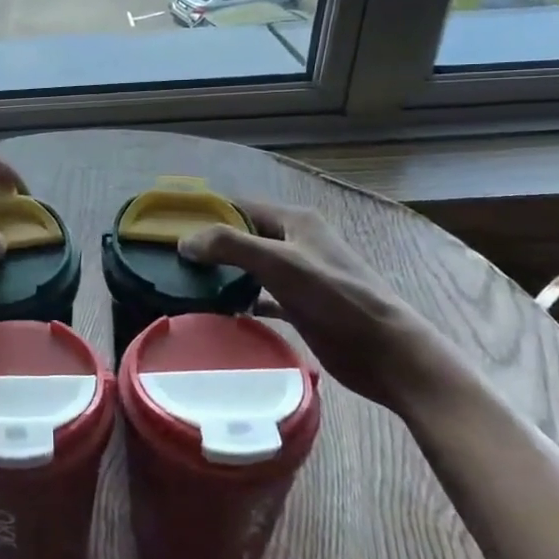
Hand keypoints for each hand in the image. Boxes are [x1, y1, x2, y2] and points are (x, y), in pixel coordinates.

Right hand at [179, 200, 467, 411]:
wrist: (387, 352)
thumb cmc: (336, 299)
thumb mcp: (281, 263)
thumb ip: (231, 246)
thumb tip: (184, 241)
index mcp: (295, 222)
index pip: (240, 206)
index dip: (207, 214)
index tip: (171, 229)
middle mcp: (296, 243)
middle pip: (243, 236)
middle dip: (211, 246)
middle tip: (173, 263)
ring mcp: (300, 276)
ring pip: (250, 267)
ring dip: (223, 275)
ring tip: (187, 287)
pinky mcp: (302, 306)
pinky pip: (261, 296)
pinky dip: (241, 301)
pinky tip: (219, 313)